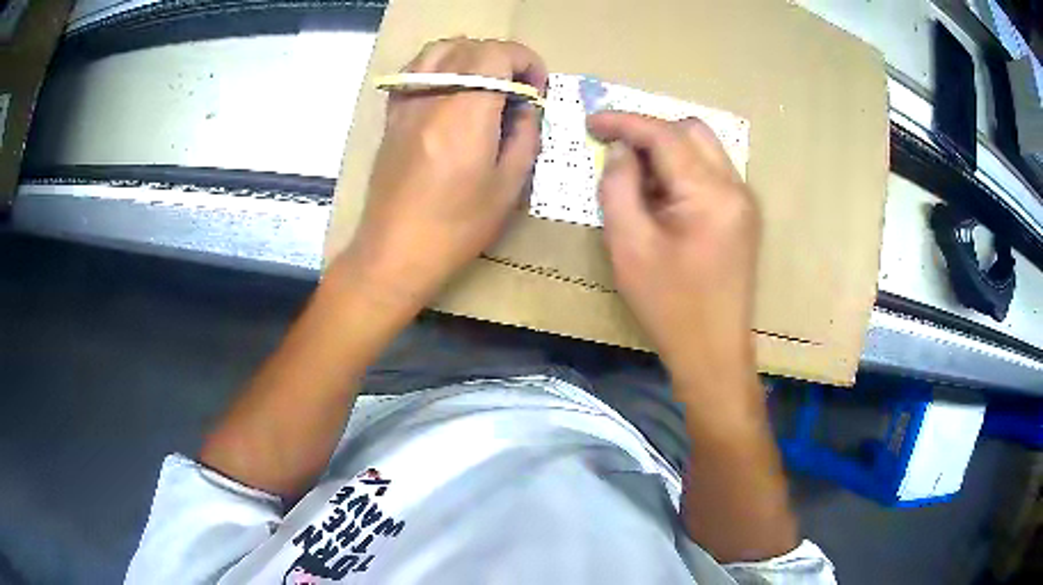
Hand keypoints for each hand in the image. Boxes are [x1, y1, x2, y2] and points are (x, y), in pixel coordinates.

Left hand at [335, 38, 547, 311]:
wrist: (395, 251)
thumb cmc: (456, 227)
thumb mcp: (508, 186)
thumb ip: (524, 136)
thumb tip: (524, 108)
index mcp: (466, 113)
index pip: (497, 54)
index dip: (526, 61)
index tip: (537, 89)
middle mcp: (433, 96)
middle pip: (471, 47)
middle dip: (504, 59)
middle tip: (518, 90)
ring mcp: (407, 103)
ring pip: (440, 50)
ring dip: (471, 55)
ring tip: (486, 82)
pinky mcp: (393, 116)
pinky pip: (415, 70)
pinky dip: (440, 65)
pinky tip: (452, 88)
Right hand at [588, 112, 760, 391]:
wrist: (713, 352)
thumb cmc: (668, 306)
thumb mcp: (629, 246)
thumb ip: (619, 188)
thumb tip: (619, 151)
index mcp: (710, 193)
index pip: (665, 135)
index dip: (625, 122)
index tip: (591, 122)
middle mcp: (735, 187)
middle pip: (691, 131)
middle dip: (649, 131)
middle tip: (614, 150)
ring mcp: (744, 201)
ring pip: (704, 148)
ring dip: (667, 149)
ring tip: (636, 176)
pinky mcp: (743, 216)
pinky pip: (711, 172)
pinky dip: (682, 169)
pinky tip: (662, 195)